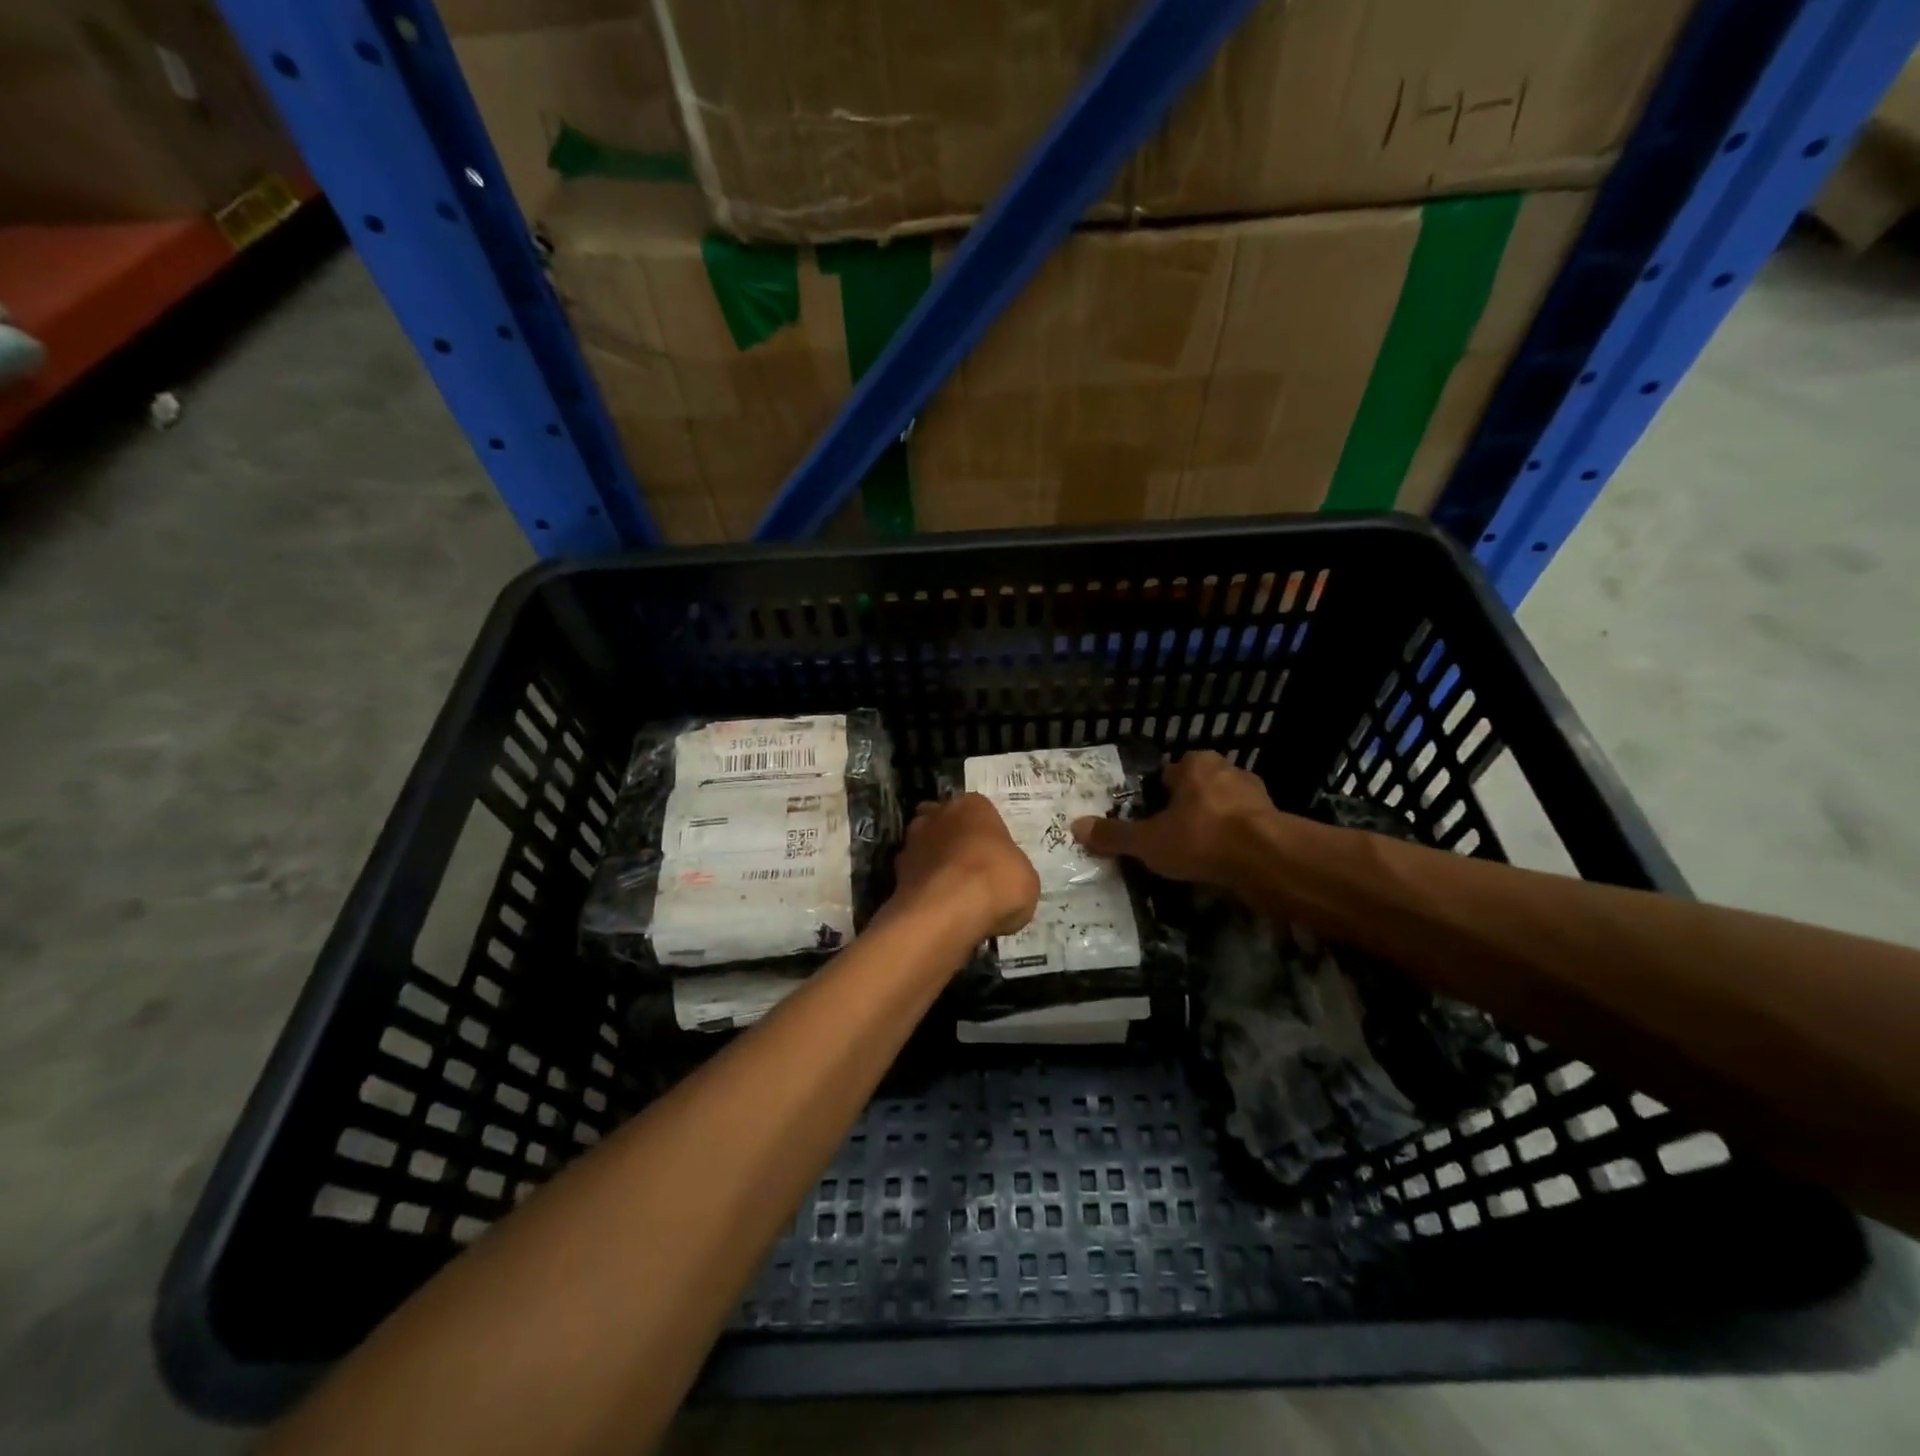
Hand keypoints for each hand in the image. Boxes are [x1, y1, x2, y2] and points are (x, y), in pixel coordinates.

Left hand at [893, 794, 1039, 938]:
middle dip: (954, 842)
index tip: (995, 858)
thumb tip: (1002, 884)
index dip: (987, 835)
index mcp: (974, 806)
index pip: (980, 811)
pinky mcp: (895, 873)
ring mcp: (912, 842)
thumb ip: (1012, 871)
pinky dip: (923, 890)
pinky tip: (938, 910)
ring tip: (953, 895)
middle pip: (946, 823)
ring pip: (925, 849)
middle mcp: (938, 815)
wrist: (949, 911)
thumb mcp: (1026, 879)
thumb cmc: (997, 882)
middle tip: (971, 872)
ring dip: (935, 865)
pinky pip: (914, 878)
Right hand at [1071, 750, 1273, 885]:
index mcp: (1195, 764)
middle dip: (1185, 811)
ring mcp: (1256, 797)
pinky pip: (1244, 832)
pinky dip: (1233, 846)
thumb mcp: (1147, 841)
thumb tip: (1076, 827)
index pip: (1168, 774)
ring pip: (1223, 810)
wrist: (1265, 860)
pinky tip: (1221, 867)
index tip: (1149, 819)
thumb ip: (1114, 835)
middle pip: (1197, 790)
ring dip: (1211, 828)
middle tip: (1169, 839)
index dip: (1157, 796)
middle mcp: (1227, 771)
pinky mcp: (1275, 823)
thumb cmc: (1200, 837)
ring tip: (1195, 858)